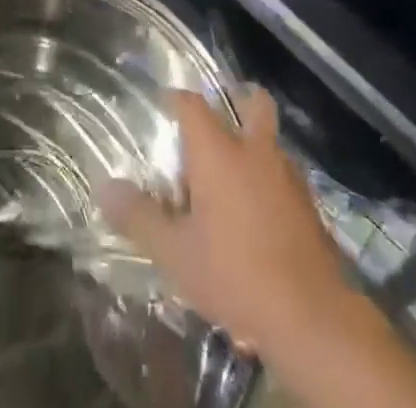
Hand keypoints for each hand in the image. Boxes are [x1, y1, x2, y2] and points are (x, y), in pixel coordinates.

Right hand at [100, 88, 352, 357]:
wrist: (311, 317)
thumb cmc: (235, 274)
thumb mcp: (176, 253)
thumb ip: (139, 217)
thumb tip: (104, 186)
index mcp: (219, 151)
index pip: (192, 103)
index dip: (176, 98)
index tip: (162, 104)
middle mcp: (255, 150)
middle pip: (253, 102)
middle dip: (237, 100)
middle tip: (216, 120)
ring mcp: (288, 175)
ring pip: (271, 139)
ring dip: (255, 143)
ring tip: (233, 171)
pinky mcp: (309, 204)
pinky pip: (285, 174)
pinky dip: (271, 179)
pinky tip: (259, 209)